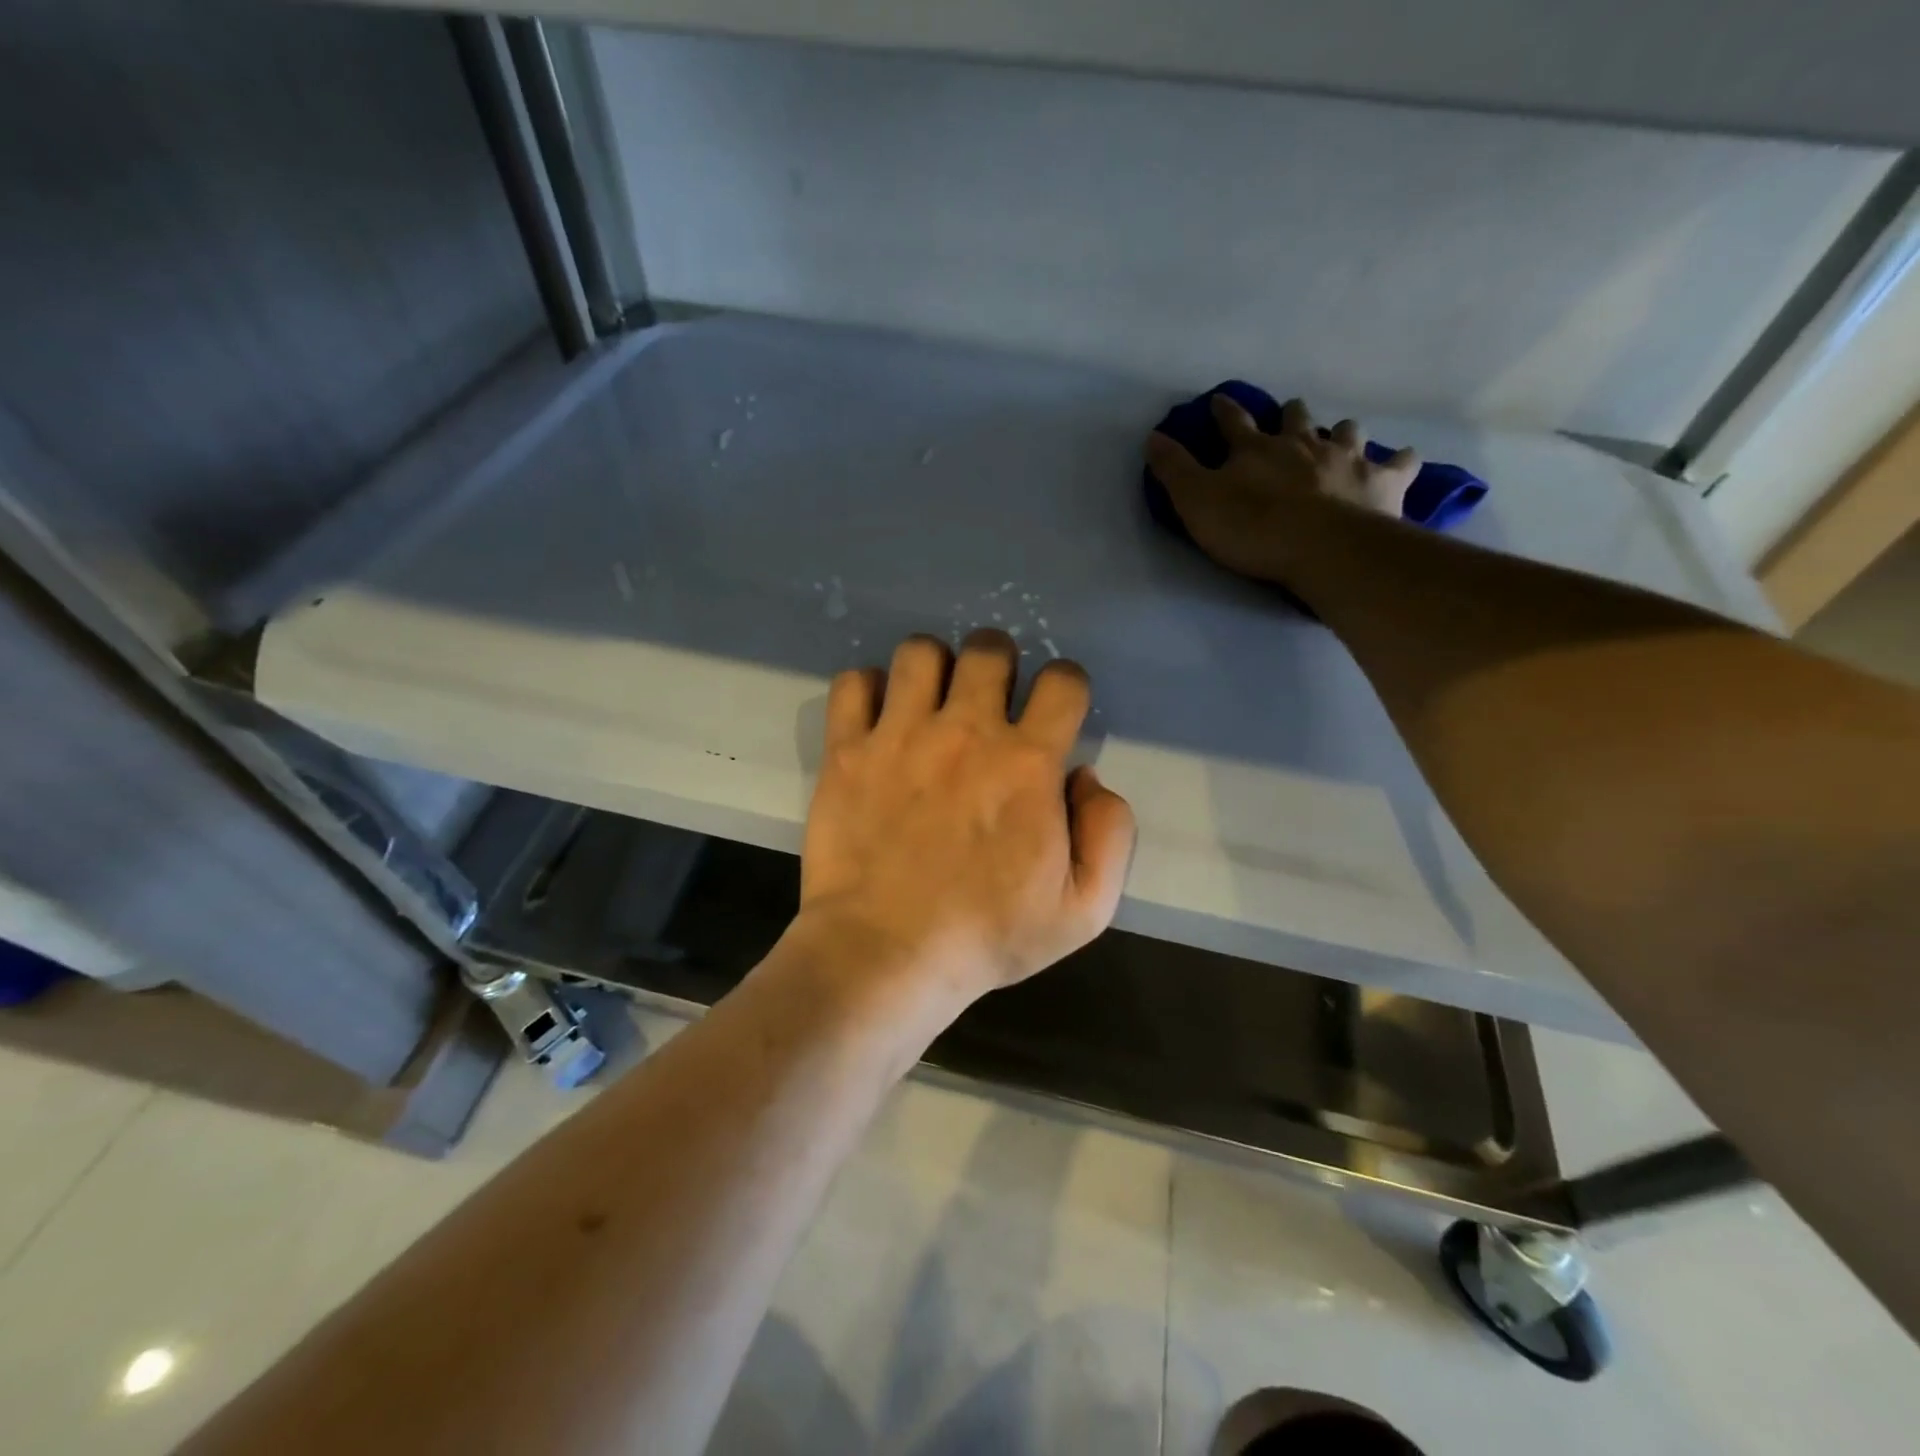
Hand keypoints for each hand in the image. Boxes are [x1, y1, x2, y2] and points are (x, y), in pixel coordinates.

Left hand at [795, 630, 1136, 1003]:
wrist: (885, 954)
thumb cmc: (987, 936)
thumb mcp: (1085, 908)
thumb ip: (1109, 833)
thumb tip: (1085, 776)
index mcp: (1028, 763)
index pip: (1063, 680)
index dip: (1066, 686)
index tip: (1054, 710)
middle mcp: (966, 731)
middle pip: (988, 649)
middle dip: (998, 664)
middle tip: (989, 700)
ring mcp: (900, 735)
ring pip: (920, 651)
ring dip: (933, 667)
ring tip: (930, 702)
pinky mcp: (848, 750)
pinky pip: (854, 683)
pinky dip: (867, 689)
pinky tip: (878, 717)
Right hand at [1145, 394, 1419, 582]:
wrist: (1322, 548)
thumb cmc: (1252, 527)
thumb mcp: (1196, 502)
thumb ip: (1174, 470)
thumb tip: (1152, 436)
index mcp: (1256, 449)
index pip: (1233, 423)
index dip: (1224, 411)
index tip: (1219, 400)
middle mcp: (1303, 444)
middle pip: (1296, 419)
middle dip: (1290, 415)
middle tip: (1289, 415)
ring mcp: (1347, 459)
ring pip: (1346, 432)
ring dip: (1340, 432)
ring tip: (1340, 437)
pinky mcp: (1383, 482)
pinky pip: (1399, 463)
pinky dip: (1399, 461)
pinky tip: (1402, 461)